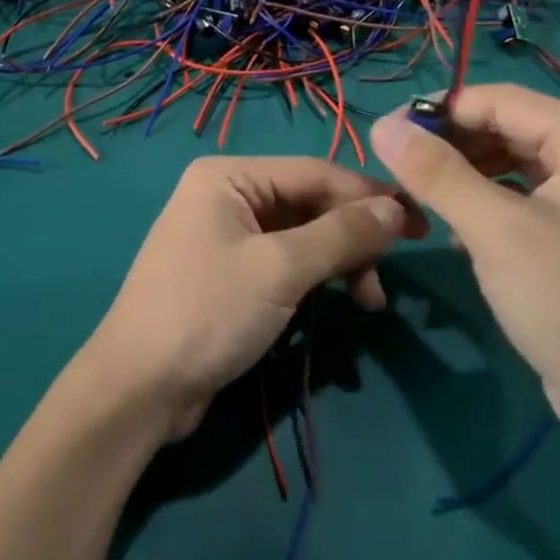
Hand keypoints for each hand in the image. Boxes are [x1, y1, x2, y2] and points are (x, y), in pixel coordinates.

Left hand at [81, 157, 418, 441]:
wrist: (140, 387)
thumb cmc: (207, 313)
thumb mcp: (280, 269)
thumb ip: (341, 234)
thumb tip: (395, 208)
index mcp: (229, 176)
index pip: (315, 172)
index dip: (370, 196)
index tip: (419, 225)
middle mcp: (226, 195)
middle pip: (310, 202)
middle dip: (353, 236)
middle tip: (388, 276)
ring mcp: (226, 235)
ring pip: (302, 235)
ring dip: (339, 262)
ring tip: (368, 302)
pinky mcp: (231, 273)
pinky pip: (285, 262)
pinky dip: (316, 279)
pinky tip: (340, 302)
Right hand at [369, 86, 559, 441]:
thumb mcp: (495, 231)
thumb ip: (436, 172)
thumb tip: (381, 125)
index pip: (500, 100)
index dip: (438, 112)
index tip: (384, 137)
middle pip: (509, 128)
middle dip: (451, 147)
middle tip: (399, 173)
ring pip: (515, 163)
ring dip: (466, 177)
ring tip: (422, 200)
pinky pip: (529, 196)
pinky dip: (490, 203)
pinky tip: (458, 232)